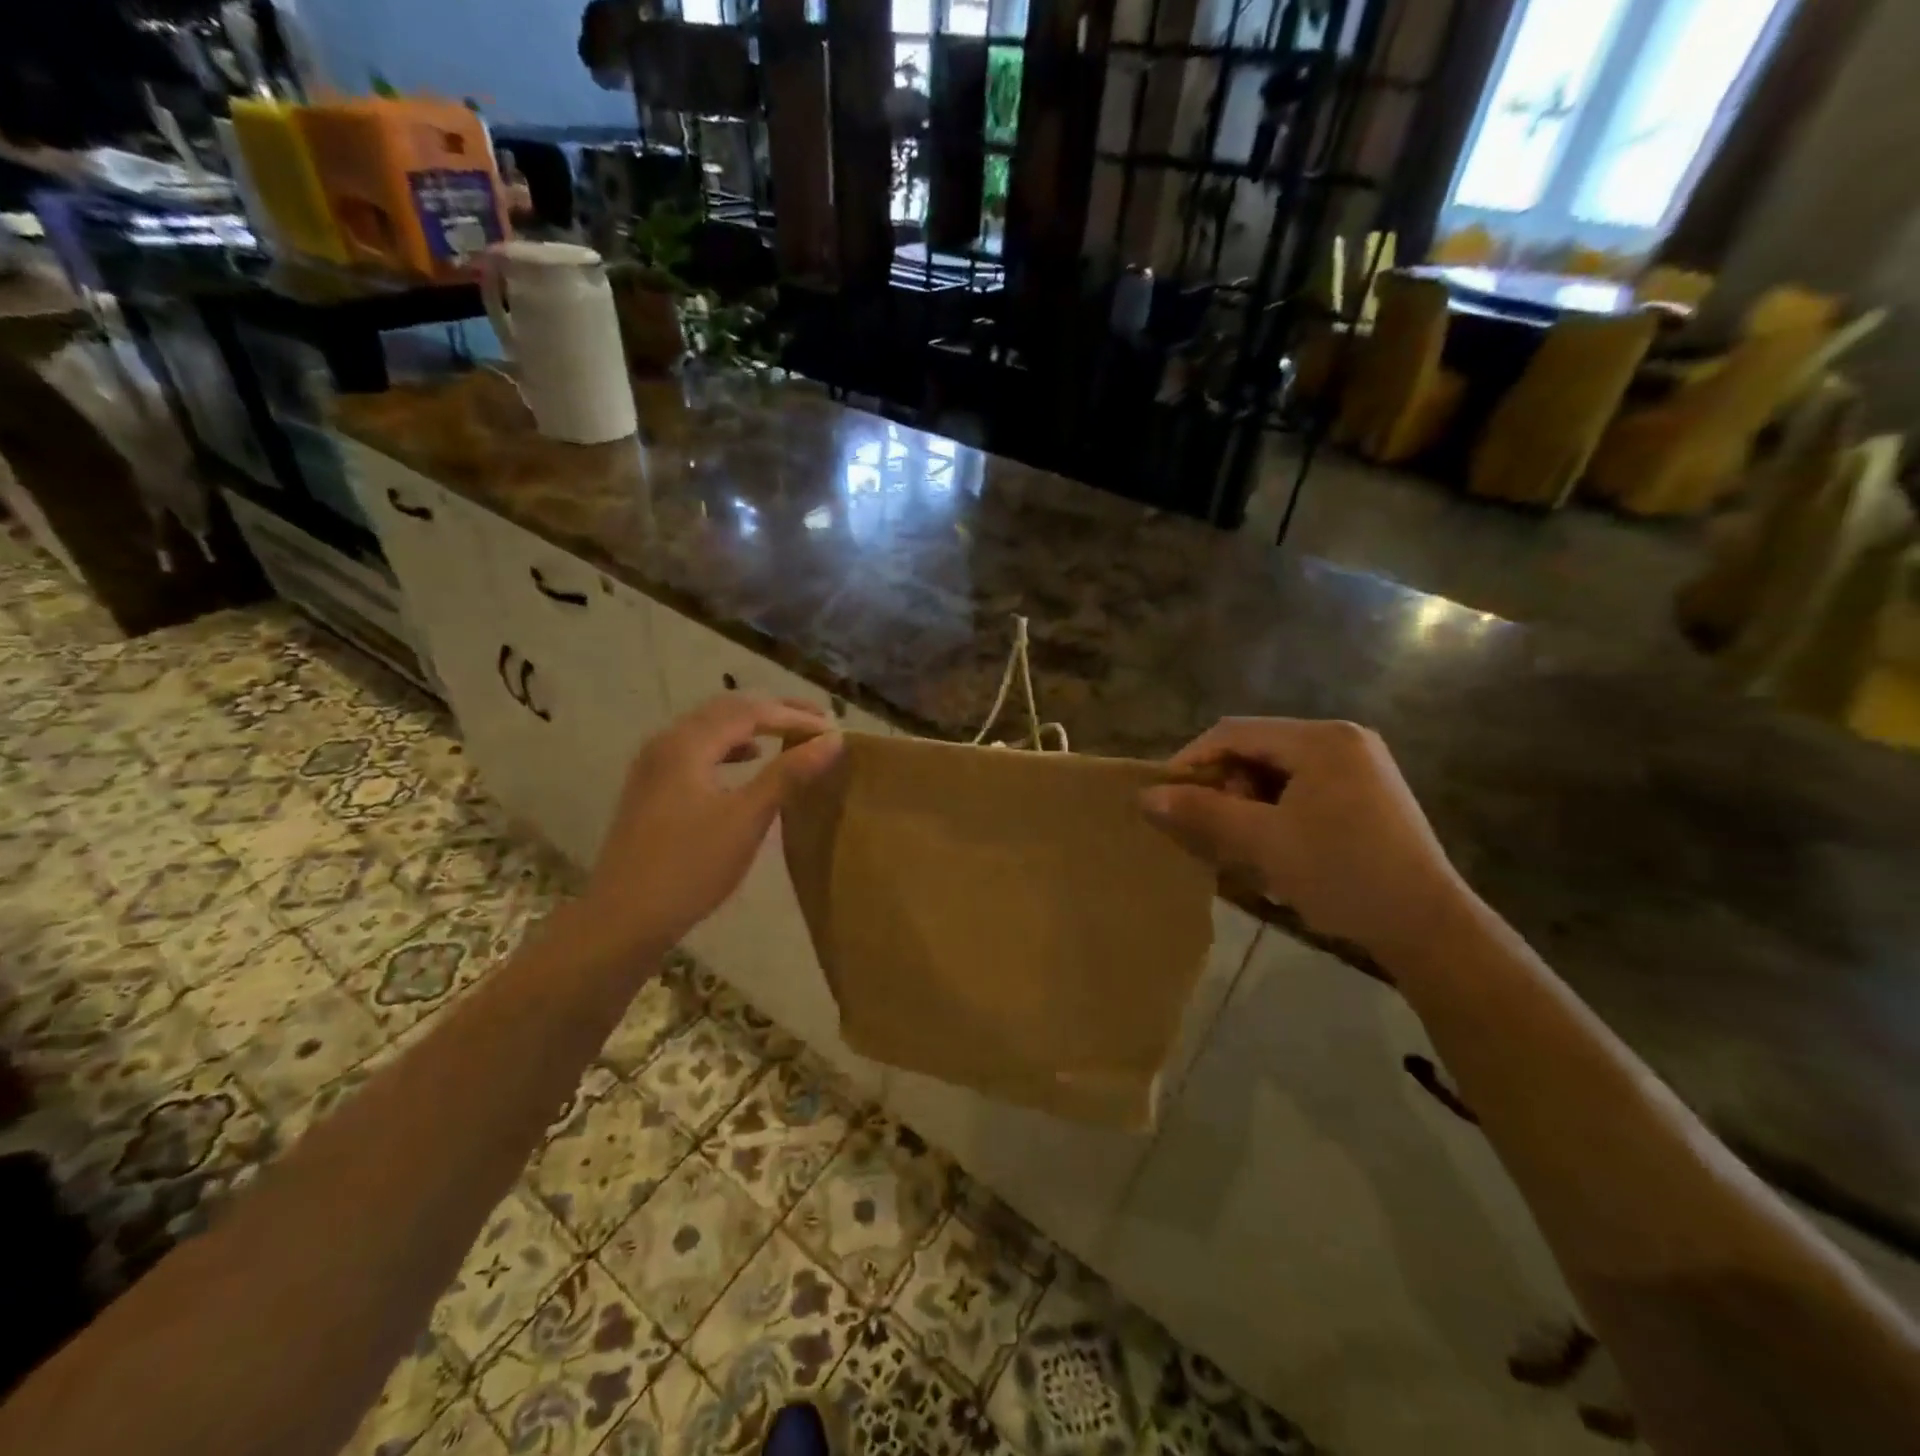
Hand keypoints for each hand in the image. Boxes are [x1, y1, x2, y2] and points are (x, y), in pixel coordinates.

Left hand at [579, 694, 842, 959]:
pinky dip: (730, 748)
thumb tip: (832, 741)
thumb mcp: (747, 818)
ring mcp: (655, 766)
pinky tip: (749, 761)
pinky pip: (699, 750)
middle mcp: (666, 743)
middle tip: (816, 722)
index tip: (833, 730)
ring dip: (752, 727)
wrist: (622, 920)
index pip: (749, 711)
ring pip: (711, 729)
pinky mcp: (653, 789)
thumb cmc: (690, 867)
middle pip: (727, 710)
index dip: (794, 716)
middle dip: (774, 712)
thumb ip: (788, 774)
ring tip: (789, 737)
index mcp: (687, 743)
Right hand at [1142, 718, 1472, 970]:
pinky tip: (1269, 845)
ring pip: (1277, 771)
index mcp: (1320, 739)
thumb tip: (1146, 797)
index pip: (1233, 732)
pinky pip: (1301, 788)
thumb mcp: (1263, 842)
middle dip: (1222, 785)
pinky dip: (1274, 810)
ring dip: (1246, 801)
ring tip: (1235, 841)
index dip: (1192, 760)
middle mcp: (1342, 740)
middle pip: (1256, 749)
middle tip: (1205, 826)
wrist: (1428, 926)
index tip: (1164, 796)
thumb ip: (1203, 812)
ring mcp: (1359, 766)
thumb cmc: (1343, 874)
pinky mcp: (1366, 793)